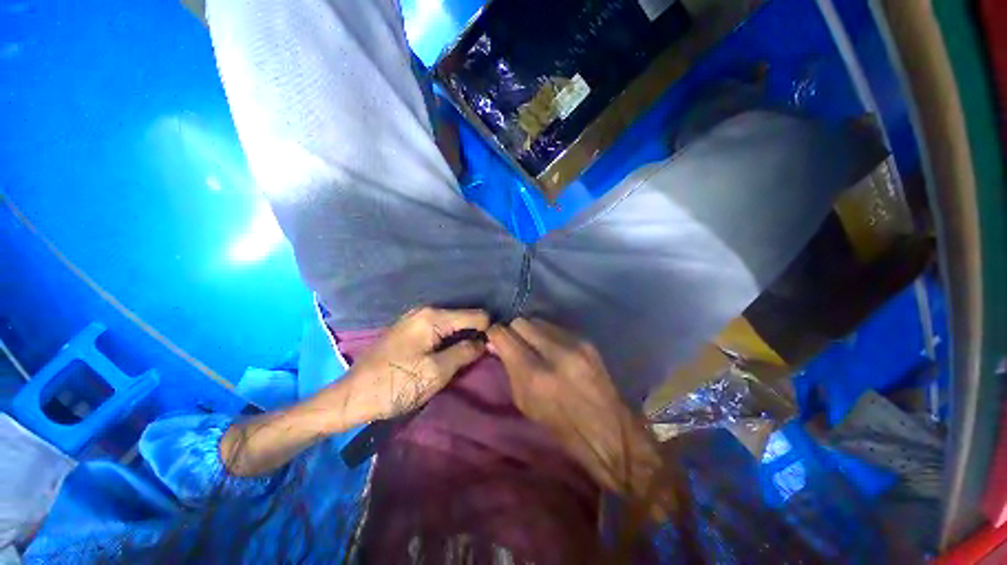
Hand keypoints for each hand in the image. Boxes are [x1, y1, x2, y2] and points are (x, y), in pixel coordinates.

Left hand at [338, 307, 489, 421]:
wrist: (352, 397)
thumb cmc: (395, 384)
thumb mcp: (436, 371)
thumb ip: (465, 352)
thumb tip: (485, 342)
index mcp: (433, 316)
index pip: (477, 315)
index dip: (487, 332)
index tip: (490, 351)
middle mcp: (425, 311)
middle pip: (464, 318)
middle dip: (474, 335)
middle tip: (477, 358)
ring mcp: (415, 319)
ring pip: (452, 325)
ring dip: (461, 339)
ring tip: (463, 359)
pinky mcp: (409, 330)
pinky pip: (439, 330)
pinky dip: (448, 341)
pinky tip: (446, 355)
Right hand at [487, 318, 674, 517]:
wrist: (608, 429)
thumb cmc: (560, 425)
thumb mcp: (525, 403)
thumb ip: (509, 369)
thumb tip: (496, 344)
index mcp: (535, 375)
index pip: (505, 335)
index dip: (495, 334)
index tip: (494, 338)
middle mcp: (555, 353)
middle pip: (521, 322)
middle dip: (514, 331)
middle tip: (515, 343)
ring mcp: (574, 343)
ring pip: (539, 320)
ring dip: (532, 331)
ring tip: (535, 346)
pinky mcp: (587, 341)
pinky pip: (556, 327)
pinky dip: (549, 334)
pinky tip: (553, 349)